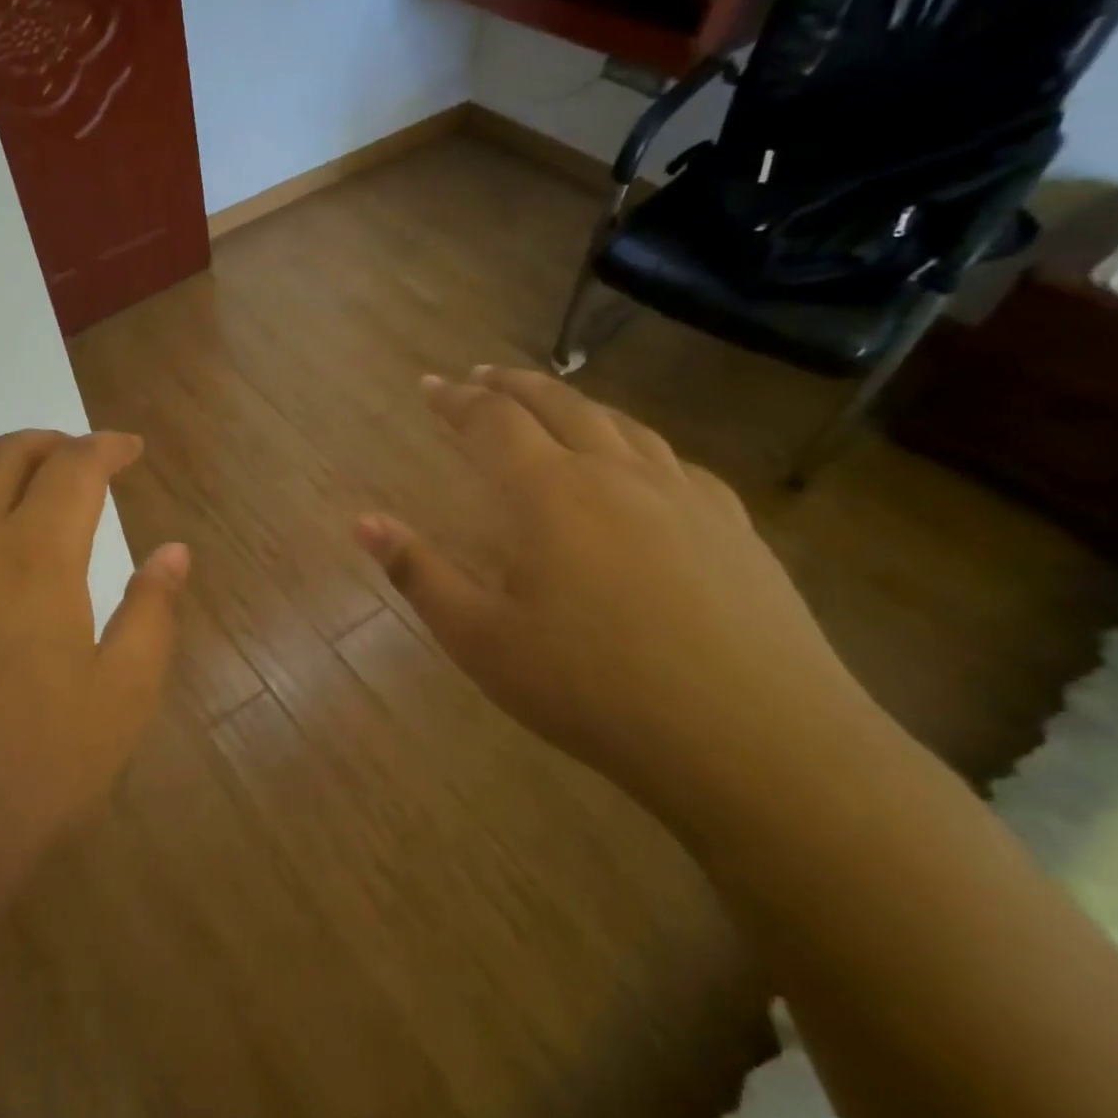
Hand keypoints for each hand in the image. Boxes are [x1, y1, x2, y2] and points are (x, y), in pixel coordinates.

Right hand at [355, 367, 873, 823]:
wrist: (754, 741)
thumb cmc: (594, 689)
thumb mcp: (482, 640)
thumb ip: (418, 573)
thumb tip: (362, 523)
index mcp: (550, 493)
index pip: (492, 421)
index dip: (455, 399)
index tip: (430, 385)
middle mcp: (615, 473)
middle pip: (557, 402)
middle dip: (510, 384)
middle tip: (480, 376)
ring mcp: (682, 493)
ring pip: (618, 423)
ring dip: (573, 403)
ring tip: (549, 405)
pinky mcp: (732, 524)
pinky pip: (671, 460)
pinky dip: (633, 443)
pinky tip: (635, 466)